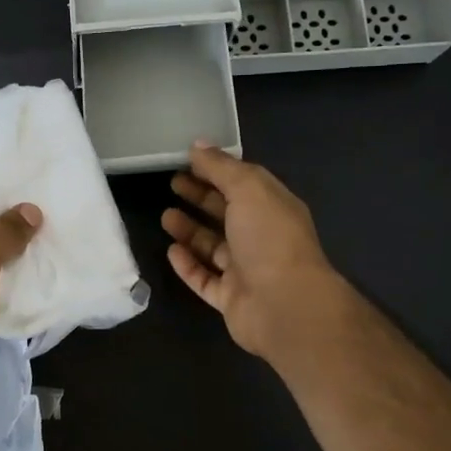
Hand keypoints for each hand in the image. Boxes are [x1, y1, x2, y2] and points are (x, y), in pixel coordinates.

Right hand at [162, 143, 348, 363]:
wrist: (285, 306)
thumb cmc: (269, 238)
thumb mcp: (248, 189)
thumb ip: (221, 167)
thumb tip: (198, 144)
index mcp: (273, 207)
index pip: (242, 183)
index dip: (216, 170)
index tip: (186, 160)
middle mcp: (262, 237)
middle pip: (227, 213)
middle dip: (201, 196)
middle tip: (172, 183)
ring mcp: (247, 271)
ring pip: (214, 247)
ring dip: (190, 230)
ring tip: (165, 216)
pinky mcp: (231, 299)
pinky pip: (205, 279)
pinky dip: (188, 265)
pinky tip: (171, 251)